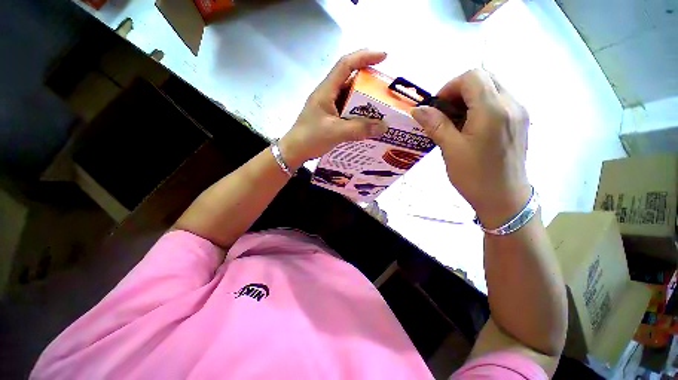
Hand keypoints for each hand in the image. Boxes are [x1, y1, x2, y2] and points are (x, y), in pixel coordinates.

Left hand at [279, 50, 388, 169]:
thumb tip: (384, 126)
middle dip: (369, 82)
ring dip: (364, 101)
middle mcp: (328, 94)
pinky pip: (347, 111)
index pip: (346, 64)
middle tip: (385, 91)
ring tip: (380, 108)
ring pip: (350, 97)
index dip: (365, 56)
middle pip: (350, 80)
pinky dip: (358, 114)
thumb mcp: (336, 132)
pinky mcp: (330, 117)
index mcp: (326, 90)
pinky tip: (366, 122)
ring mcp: (329, 106)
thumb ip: (359, 129)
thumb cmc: (310, 138)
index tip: (384, 56)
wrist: (294, 151)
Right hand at [410, 69, 529, 227]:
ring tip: (456, 122)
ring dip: (469, 98)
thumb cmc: (474, 176)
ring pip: (492, 88)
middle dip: (459, 91)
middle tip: (445, 113)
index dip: (449, 87)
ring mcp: (519, 111)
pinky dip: (480, 105)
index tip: (437, 108)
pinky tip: (470, 126)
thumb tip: (417, 109)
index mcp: (494, 110)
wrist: (504, 198)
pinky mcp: (519, 121)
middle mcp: (512, 103)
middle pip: (484, 77)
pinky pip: (499, 100)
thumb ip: (435, 125)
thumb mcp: (450, 150)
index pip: (472, 76)